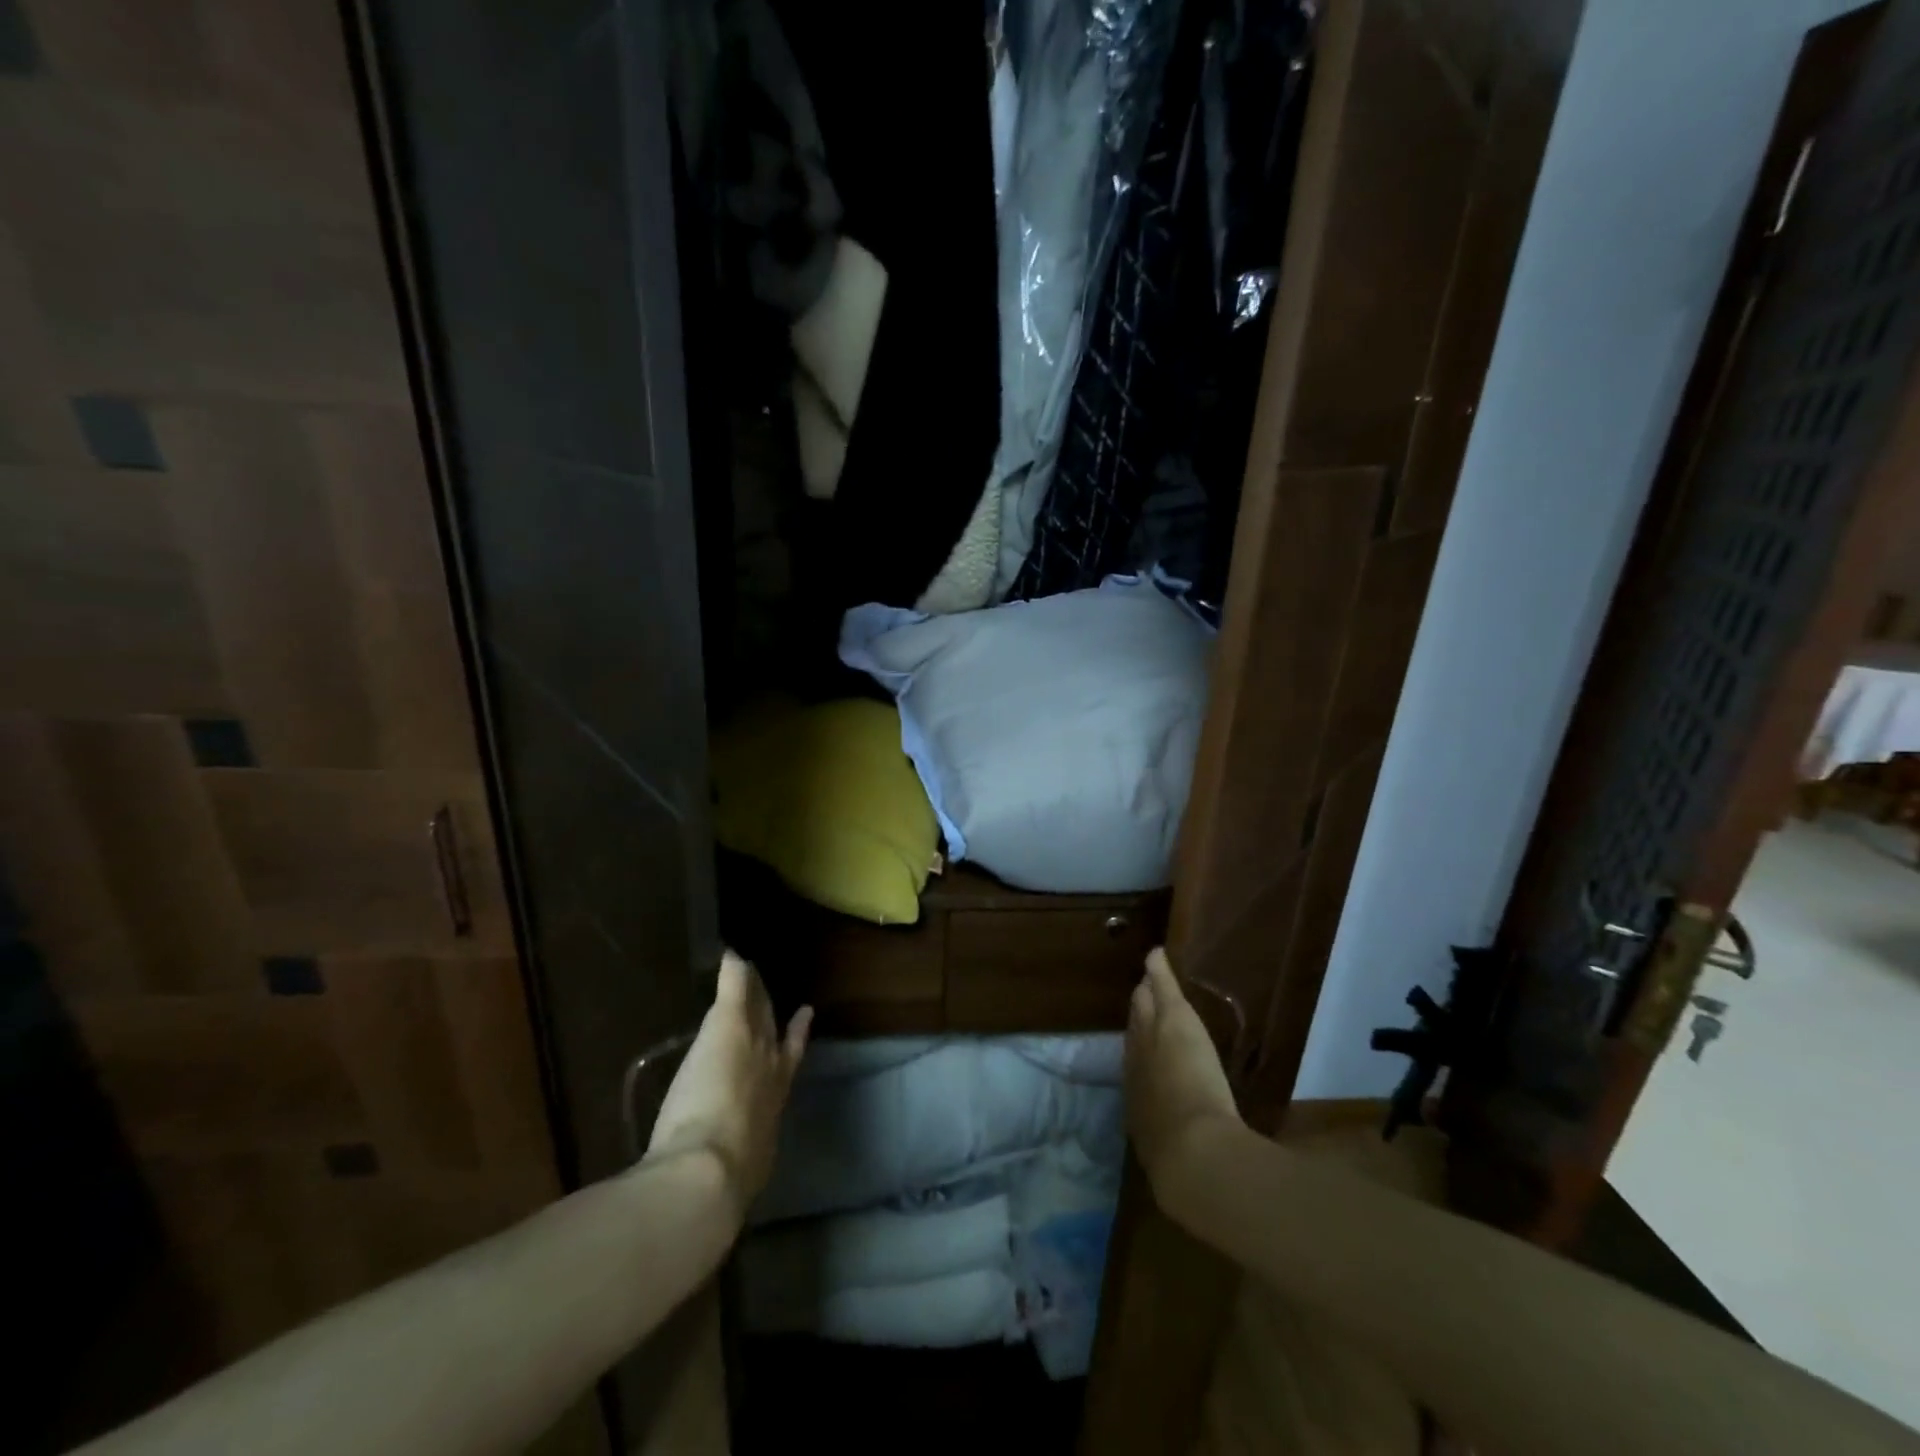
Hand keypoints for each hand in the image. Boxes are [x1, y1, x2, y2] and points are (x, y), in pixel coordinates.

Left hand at [646, 951, 811, 1217]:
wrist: (710, 1171)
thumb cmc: (726, 1182)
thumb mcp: (742, 1176)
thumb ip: (740, 1169)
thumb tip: (733, 1189)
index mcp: (772, 1107)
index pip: (786, 1068)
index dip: (793, 1044)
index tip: (802, 1021)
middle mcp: (770, 1071)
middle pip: (775, 1036)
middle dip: (776, 1017)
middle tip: (781, 998)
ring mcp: (751, 1044)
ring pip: (756, 1009)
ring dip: (754, 992)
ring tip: (751, 971)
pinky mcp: (729, 1025)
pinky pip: (735, 988)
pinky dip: (734, 970)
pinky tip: (731, 952)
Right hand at [1125, 947, 1239, 1193]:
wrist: (1191, 1156)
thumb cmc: (1182, 1168)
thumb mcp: (1171, 1170)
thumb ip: (1171, 1167)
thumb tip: (1171, 1178)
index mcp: (1139, 1105)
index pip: (1135, 1073)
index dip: (1137, 1056)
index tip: (1137, 1043)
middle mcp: (1137, 1070)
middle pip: (1134, 1037)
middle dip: (1134, 1020)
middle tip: (1134, 999)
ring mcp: (1153, 1042)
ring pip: (1145, 1013)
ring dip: (1144, 998)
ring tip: (1142, 982)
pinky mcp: (1172, 1021)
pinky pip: (1163, 991)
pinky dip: (1160, 973)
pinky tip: (1156, 954)